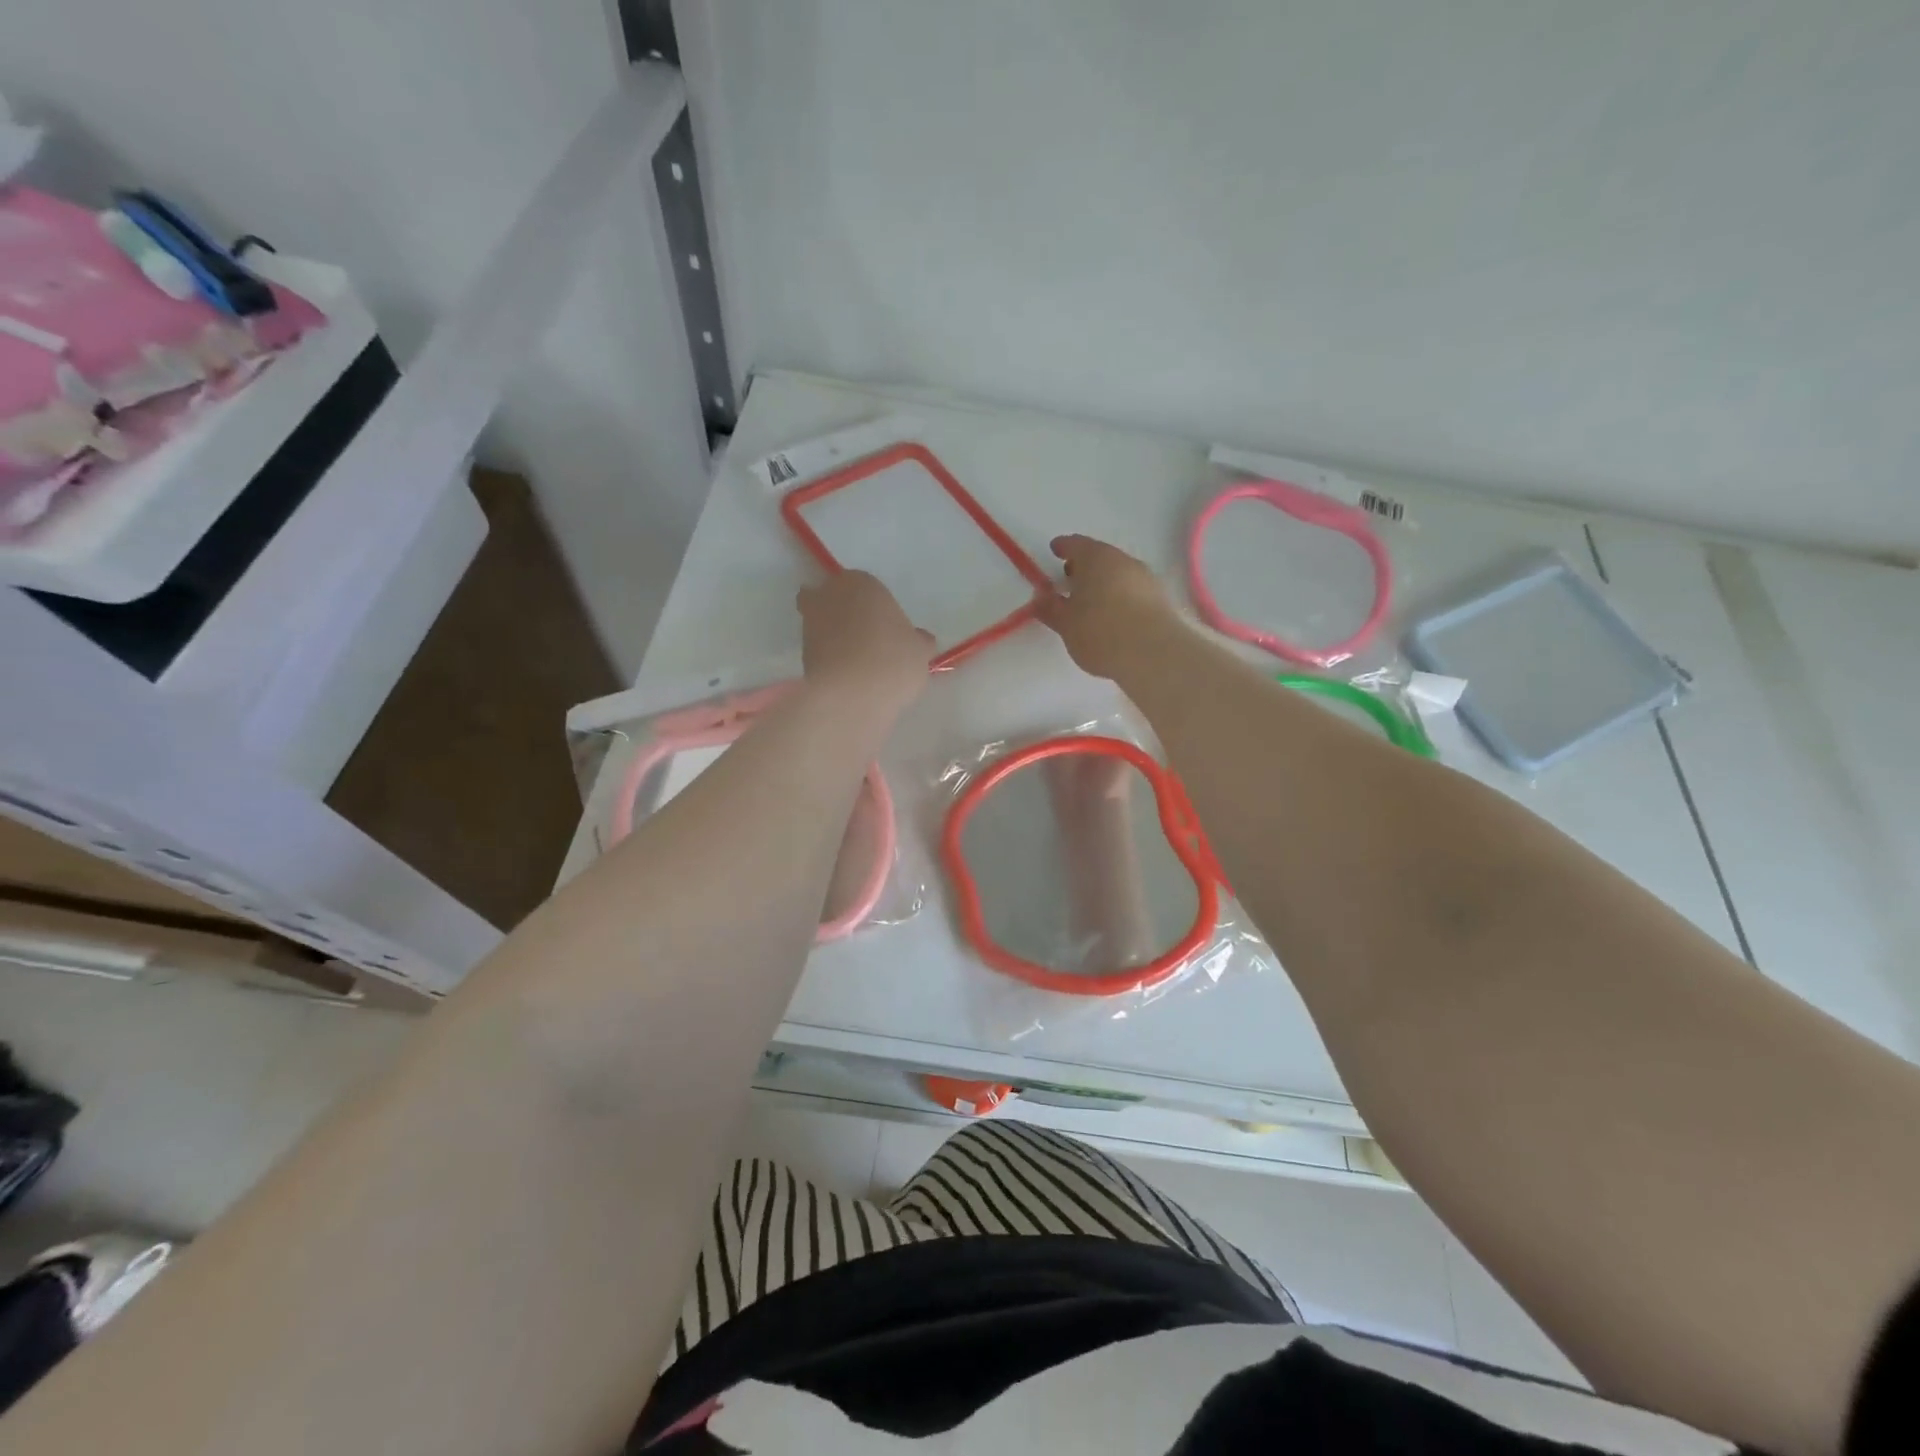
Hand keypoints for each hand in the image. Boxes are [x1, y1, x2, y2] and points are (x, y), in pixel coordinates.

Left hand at [797, 570, 934, 705]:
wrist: (851, 696)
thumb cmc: (892, 660)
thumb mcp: (920, 651)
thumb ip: (918, 641)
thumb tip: (919, 640)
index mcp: (860, 582)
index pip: (866, 585)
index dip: (877, 607)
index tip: (889, 629)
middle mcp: (828, 596)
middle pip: (834, 599)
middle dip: (844, 613)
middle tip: (867, 638)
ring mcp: (809, 625)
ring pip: (823, 624)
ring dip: (835, 637)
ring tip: (859, 665)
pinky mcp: (800, 654)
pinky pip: (819, 651)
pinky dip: (829, 660)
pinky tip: (848, 678)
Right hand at [1035, 535, 1177, 680]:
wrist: (1153, 654)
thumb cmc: (1100, 632)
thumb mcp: (1066, 624)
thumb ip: (1050, 608)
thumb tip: (1040, 598)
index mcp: (1096, 558)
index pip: (1075, 544)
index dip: (1063, 547)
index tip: (1055, 550)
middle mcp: (1123, 561)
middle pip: (1100, 557)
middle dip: (1084, 566)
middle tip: (1070, 580)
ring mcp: (1146, 578)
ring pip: (1119, 574)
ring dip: (1104, 583)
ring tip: (1091, 603)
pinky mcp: (1160, 599)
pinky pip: (1133, 591)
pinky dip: (1120, 597)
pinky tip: (1113, 616)